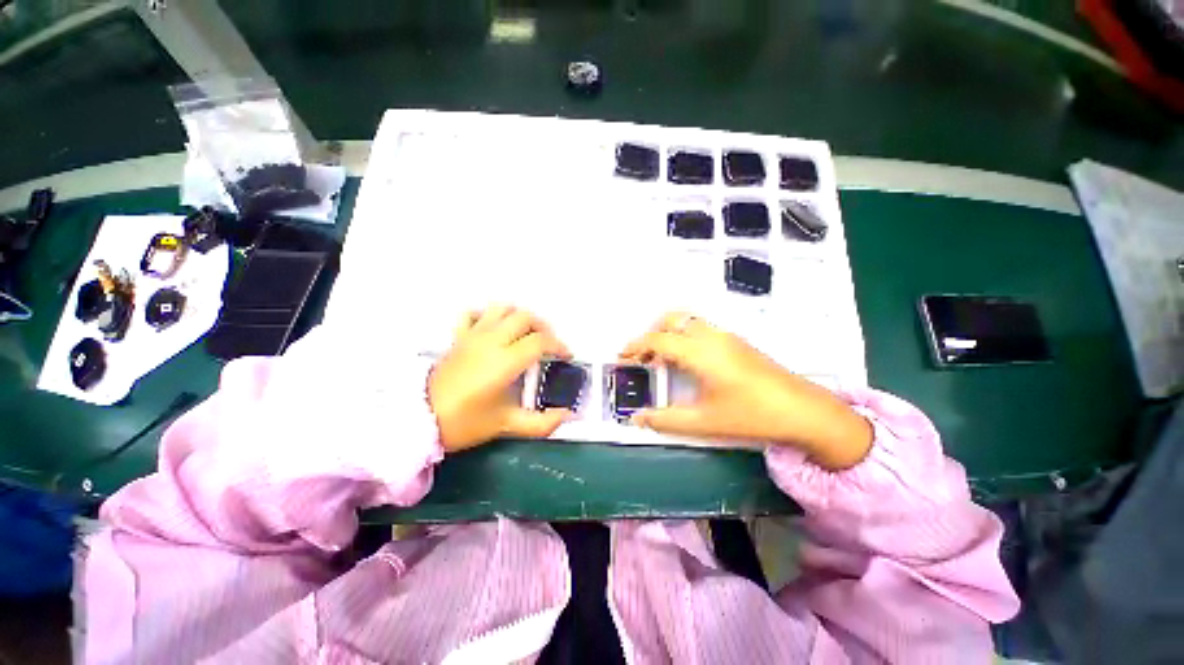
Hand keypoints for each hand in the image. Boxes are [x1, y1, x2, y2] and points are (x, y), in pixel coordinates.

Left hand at [429, 305, 571, 451]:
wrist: (419, 421)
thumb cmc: (465, 422)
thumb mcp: (506, 425)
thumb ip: (541, 423)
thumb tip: (567, 416)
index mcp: (505, 361)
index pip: (540, 341)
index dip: (559, 346)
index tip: (566, 356)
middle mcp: (491, 341)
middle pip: (525, 317)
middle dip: (544, 327)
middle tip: (549, 344)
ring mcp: (472, 335)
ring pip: (502, 308)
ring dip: (519, 316)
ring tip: (527, 332)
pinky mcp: (458, 337)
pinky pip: (473, 314)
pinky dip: (487, 315)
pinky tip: (494, 327)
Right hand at [620, 312, 872, 469]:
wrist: (804, 410)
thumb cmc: (752, 415)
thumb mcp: (704, 421)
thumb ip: (666, 420)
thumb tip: (637, 419)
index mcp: (700, 352)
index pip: (657, 340)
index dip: (635, 346)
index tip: (622, 356)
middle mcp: (710, 336)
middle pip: (671, 320)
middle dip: (651, 334)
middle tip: (642, 357)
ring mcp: (726, 335)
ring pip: (687, 321)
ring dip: (668, 334)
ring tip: (662, 360)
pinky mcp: (736, 341)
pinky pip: (700, 328)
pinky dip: (684, 336)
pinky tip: (687, 361)